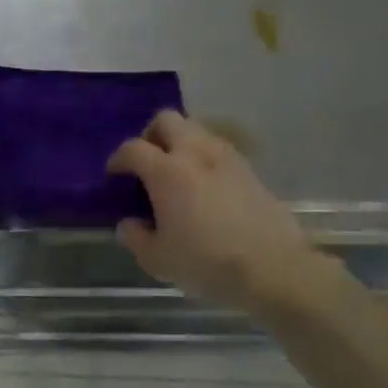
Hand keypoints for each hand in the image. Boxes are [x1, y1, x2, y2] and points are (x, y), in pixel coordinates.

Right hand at [108, 111, 318, 310]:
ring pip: (195, 129)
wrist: (273, 268)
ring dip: (180, 142)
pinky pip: (218, 149)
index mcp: (166, 171)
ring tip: (177, 173)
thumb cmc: (207, 262)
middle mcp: (195, 153)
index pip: (132, 148)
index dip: (118, 158)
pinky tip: (205, 186)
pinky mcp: (249, 168)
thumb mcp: (159, 260)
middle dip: (151, 135)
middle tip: (148, 162)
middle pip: (166, 120)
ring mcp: (226, 157)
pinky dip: (204, 157)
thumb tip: (128, 223)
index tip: (115, 174)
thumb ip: (136, 238)